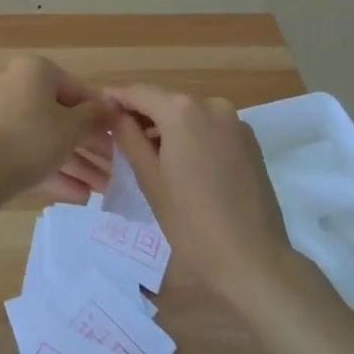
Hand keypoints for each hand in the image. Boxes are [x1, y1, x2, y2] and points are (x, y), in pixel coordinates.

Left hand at [0, 55, 116, 205]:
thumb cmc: (31, 137)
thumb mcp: (72, 127)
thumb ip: (95, 116)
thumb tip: (111, 106)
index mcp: (35, 71)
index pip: (78, 89)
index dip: (102, 115)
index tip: (120, 137)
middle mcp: (17, 85)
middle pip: (62, 117)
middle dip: (90, 146)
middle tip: (114, 169)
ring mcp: (1, 116)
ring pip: (47, 139)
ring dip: (77, 164)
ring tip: (101, 191)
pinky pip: (29, 153)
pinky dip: (53, 171)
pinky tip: (79, 197)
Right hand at [107, 85, 296, 309]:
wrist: (255, 261)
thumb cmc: (192, 224)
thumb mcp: (150, 180)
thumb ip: (128, 137)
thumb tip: (114, 112)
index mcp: (182, 110)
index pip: (139, 92)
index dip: (116, 98)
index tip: (98, 110)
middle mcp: (211, 104)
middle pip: (166, 101)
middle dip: (143, 116)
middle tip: (121, 139)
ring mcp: (235, 121)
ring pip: (190, 114)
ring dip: (169, 127)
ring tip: (152, 157)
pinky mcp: (250, 141)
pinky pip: (211, 127)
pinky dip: (193, 136)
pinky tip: (186, 166)